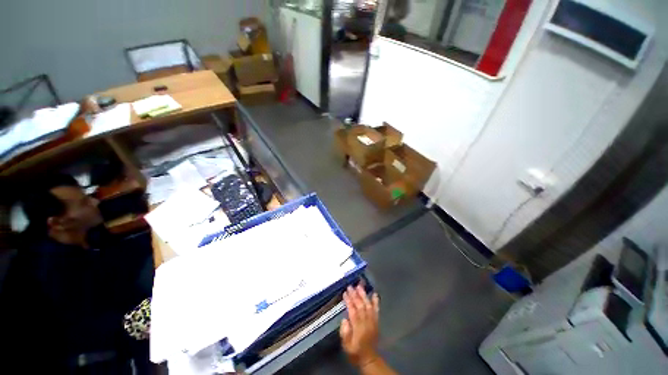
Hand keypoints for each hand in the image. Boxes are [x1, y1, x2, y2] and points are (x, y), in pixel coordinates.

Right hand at [340, 285, 380, 366]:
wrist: (369, 358)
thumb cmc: (355, 351)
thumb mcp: (346, 345)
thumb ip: (345, 332)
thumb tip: (344, 319)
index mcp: (358, 327)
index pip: (352, 311)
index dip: (349, 301)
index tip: (345, 293)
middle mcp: (366, 322)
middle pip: (360, 305)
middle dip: (355, 295)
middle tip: (350, 286)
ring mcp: (372, 321)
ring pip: (368, 305)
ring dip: (364, 295)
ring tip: (359, 286)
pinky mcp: (376, 321)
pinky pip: (376, 310)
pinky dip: (376, 302)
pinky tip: (374, 294)